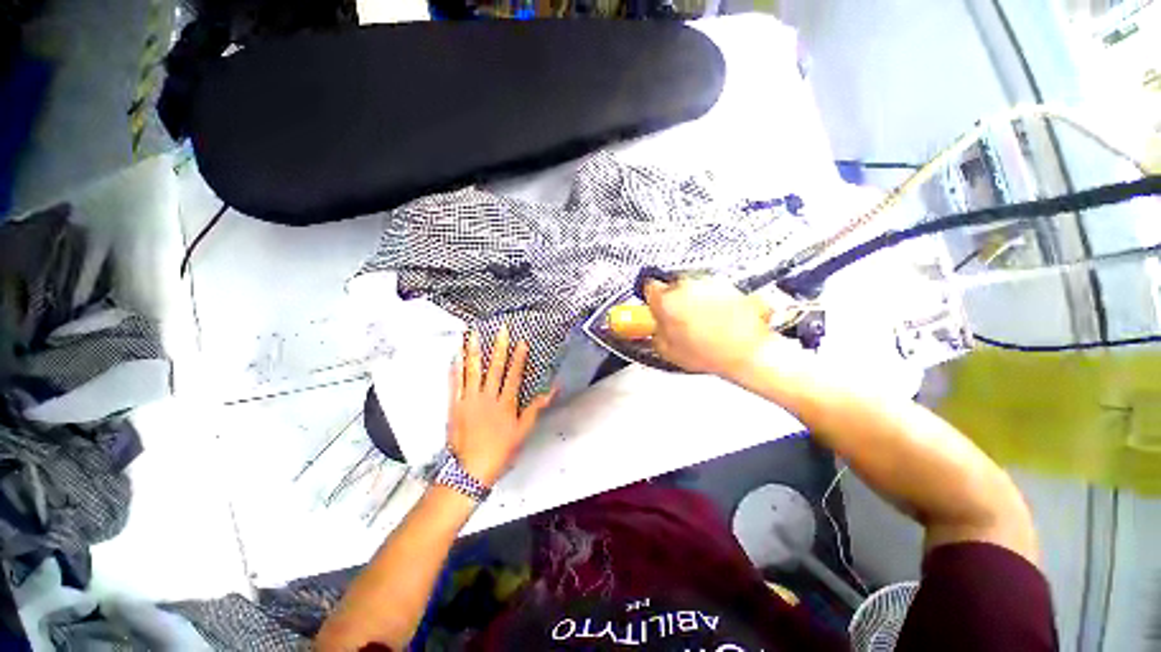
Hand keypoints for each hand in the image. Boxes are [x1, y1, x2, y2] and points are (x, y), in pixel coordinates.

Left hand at [447, 325, 554, 486]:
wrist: (471, 469)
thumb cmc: (500, 450)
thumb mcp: (523, 431)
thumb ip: (536, 408)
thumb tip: (552, 392)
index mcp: (505, 403)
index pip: (514, 375)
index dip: (518, 358)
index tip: (521, 342)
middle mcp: (488, 397)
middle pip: (494, 368)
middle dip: (499, 347)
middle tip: (501, 330)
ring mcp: (469, 399)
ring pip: (472, 371)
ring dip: (473, 351)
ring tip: (473, 334)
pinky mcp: (455, 405)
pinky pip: (455, 383)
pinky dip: (455, 368)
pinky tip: (455, 355)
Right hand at [644, 277, 793, 378]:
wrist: (748, 352)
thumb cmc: (709, 354)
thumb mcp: (668, 351)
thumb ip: (654, 333)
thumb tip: (653, 327)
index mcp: (667, 300)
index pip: (649, 287)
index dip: (652, 298)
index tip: (656, 305)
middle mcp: (686, 285)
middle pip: (673, 286)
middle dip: (675, 299)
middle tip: (681, 319)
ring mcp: (709, 282)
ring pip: (693, 286)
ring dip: (694, 298)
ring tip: (703, 321)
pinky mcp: (728, 283)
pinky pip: (713, 289)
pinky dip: (713, 299)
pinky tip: (718, 318)